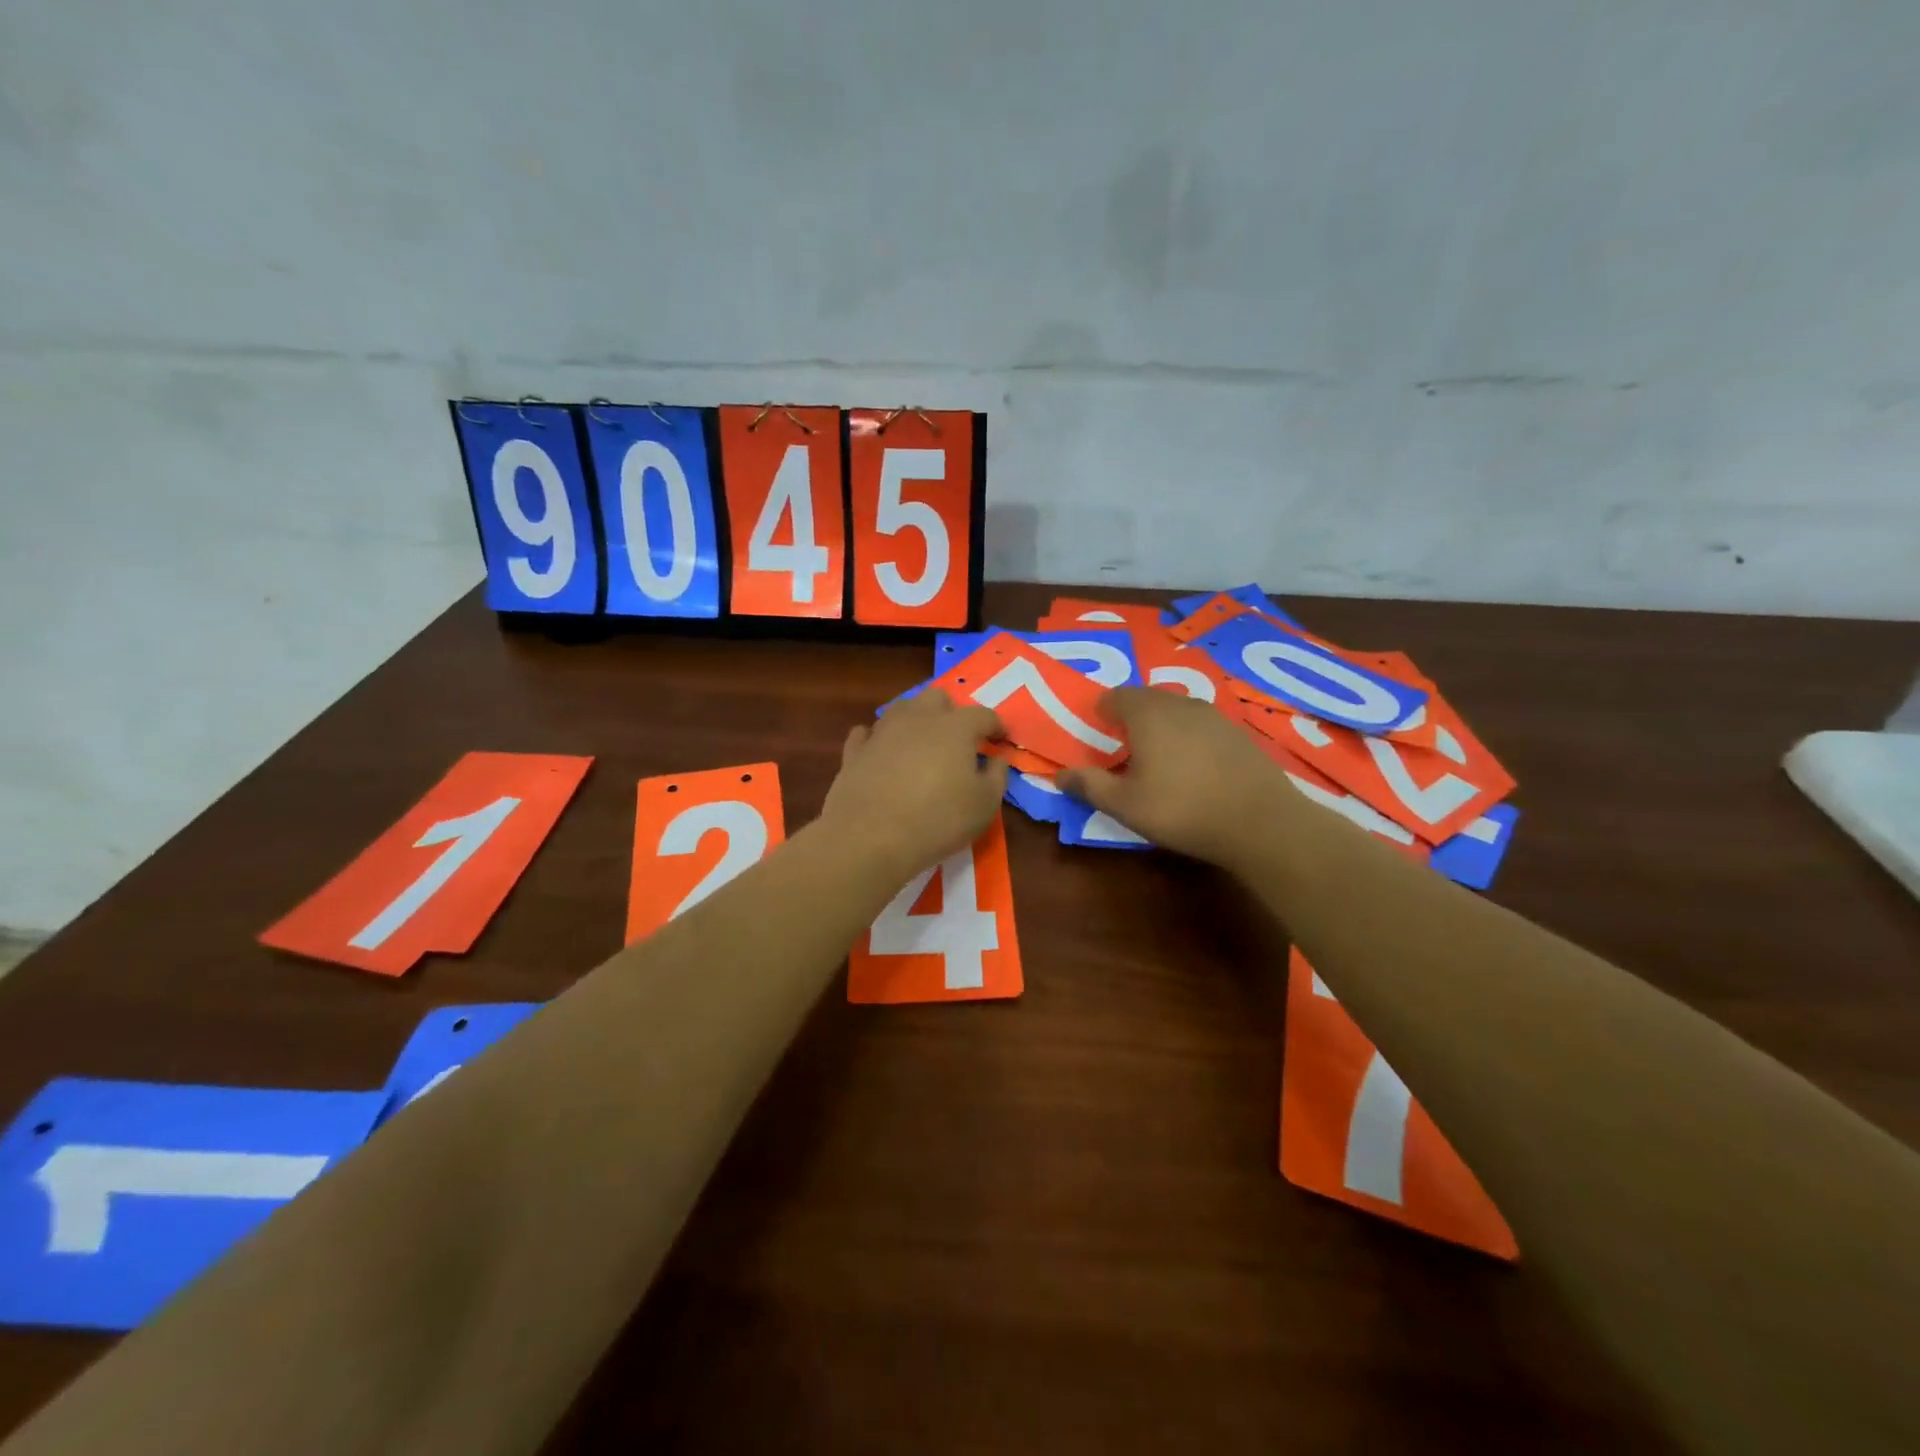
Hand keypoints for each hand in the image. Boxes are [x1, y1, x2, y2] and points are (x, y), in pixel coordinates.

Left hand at [819, 691, 1007, 882]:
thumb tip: (997, 758)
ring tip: (921, 743)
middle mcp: (918, 719)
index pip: (983, 715)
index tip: (1001, 740)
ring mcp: (882, 731)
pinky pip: (867, 733)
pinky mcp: (855, 751)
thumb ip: (996, 776)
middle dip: (951, 712)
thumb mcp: (985, 805)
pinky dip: (877, 738)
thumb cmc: (938, 820)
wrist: (869, 837)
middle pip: (937, 698)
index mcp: (955, 728)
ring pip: (901, 708)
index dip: (996, 726)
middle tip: (957, 739)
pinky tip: (881, 752)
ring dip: (915, 720)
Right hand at [1057, 687, 1286, 865]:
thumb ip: (1089, 785)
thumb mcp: (1125, 805)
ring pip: (1175, 709)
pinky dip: (1188, 735)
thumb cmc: (1182, 809)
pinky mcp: (1238, 732)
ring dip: (1160, 724)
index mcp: (1147, 714)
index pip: (1115, 696)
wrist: (1261, 822)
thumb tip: (1059, 775)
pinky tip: (1192, 765)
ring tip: (1155, 755)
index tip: (1096, 734)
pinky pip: (1200, 723)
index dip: (1101, 712)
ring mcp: (1214, 715)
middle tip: (1122, 745)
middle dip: (1129, 715)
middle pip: (1146, 698)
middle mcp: (1179, 704)